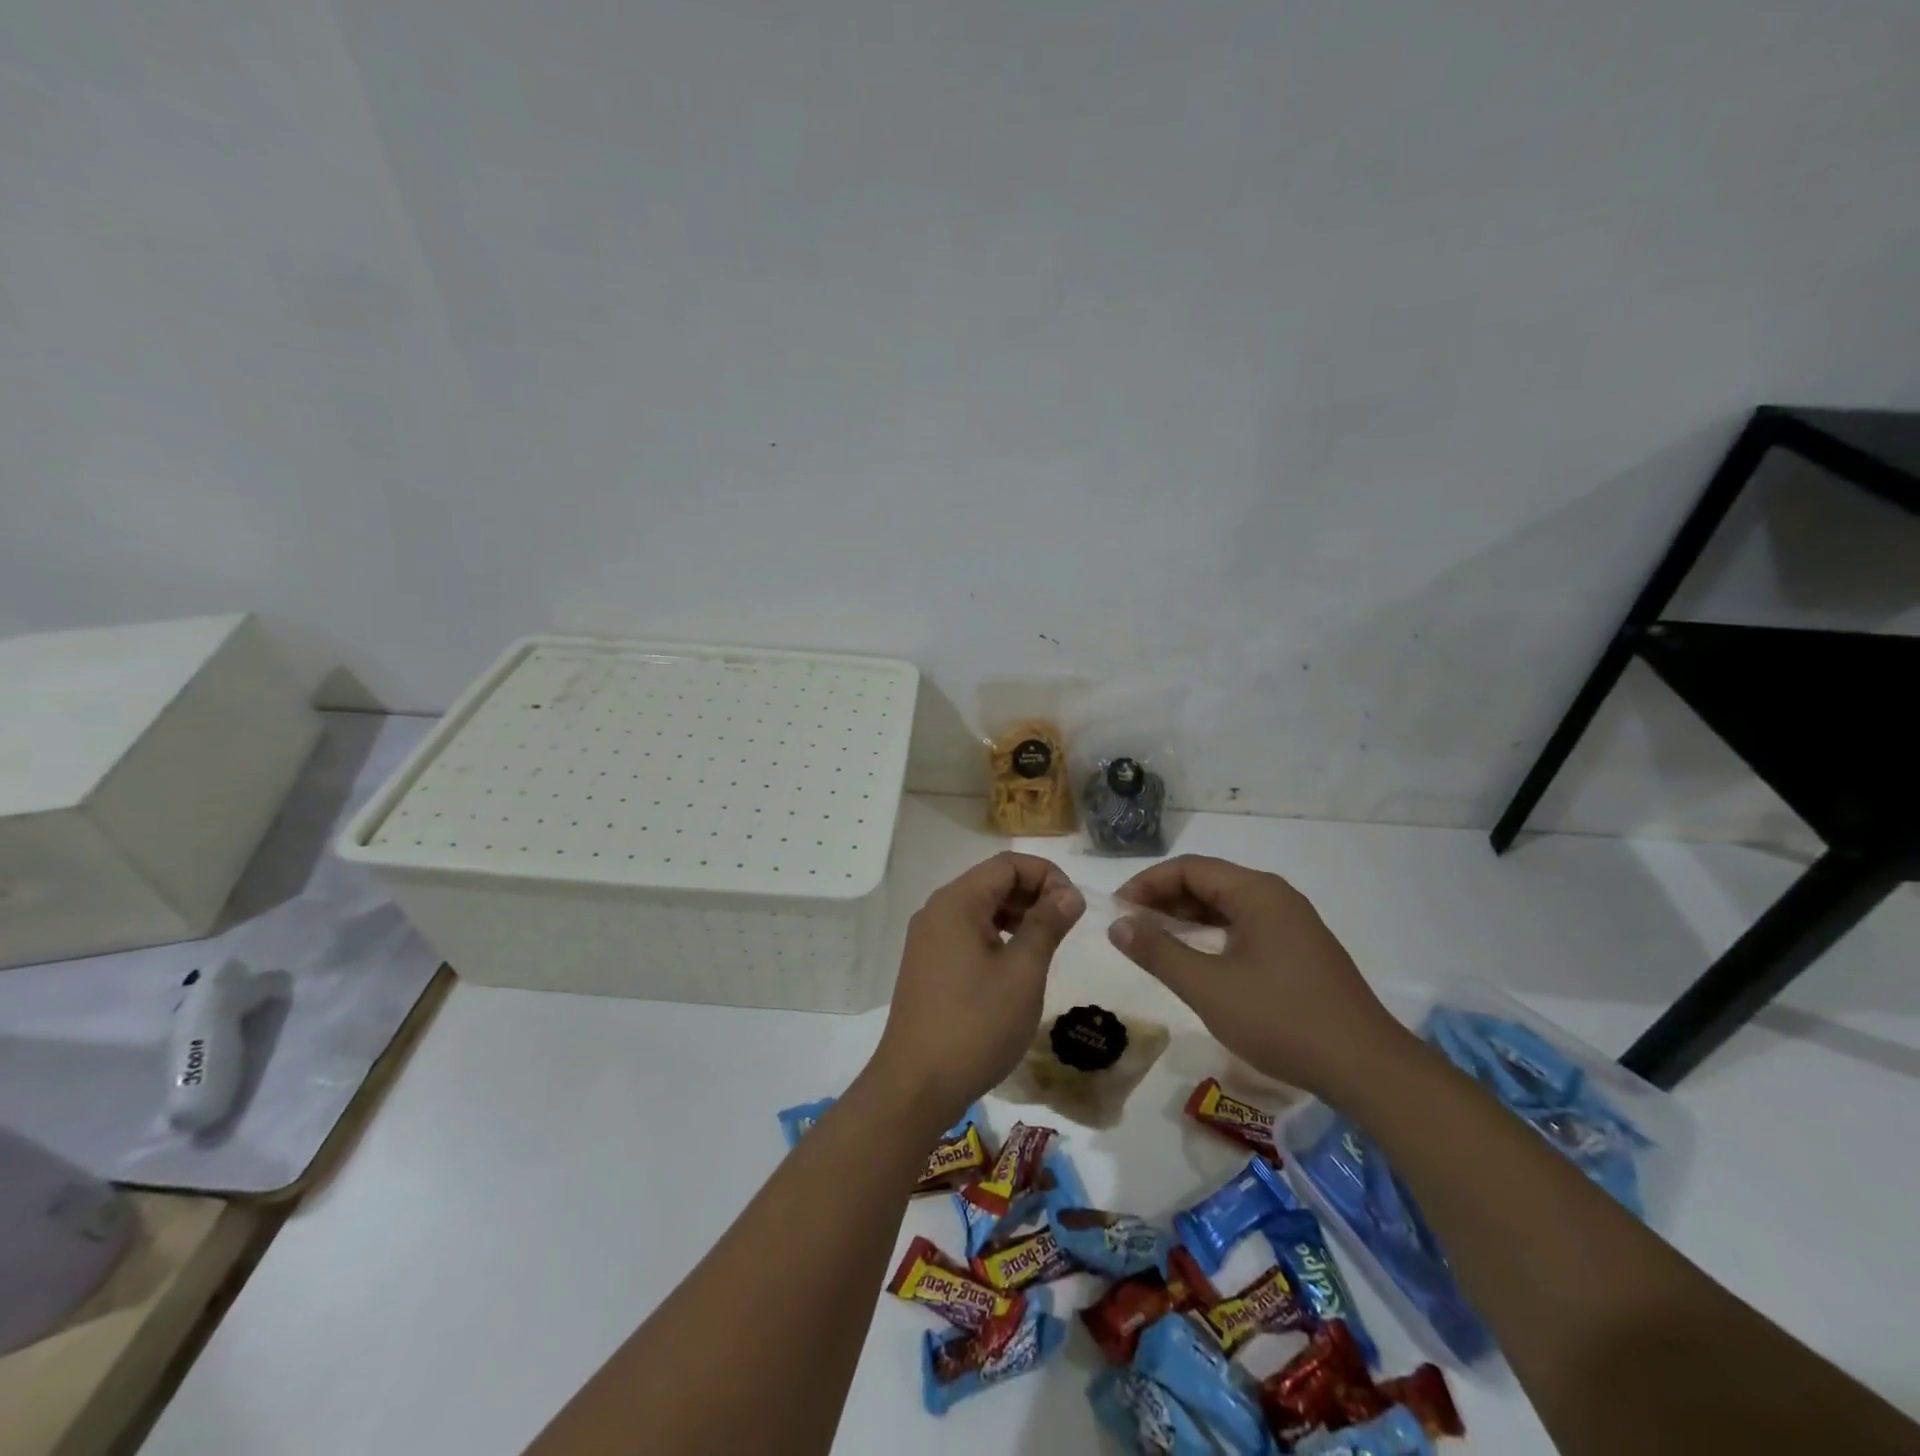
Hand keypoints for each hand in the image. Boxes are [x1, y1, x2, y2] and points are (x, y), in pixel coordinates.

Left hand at [867, 852, 1084, 1130]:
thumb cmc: (976, 1024)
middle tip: (1066, 926)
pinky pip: (966, 933)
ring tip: (1045, 945)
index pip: (1007, 864)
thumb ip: (1047, 924)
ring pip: (979, 908)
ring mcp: (927, 938)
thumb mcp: (1022, 972)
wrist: (916, 1084)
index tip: (1075, 906)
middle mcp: (937, 910)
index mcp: (957, 902)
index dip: (1047, 874)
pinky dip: (996, 936)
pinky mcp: (926, 964)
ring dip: (1016, 916)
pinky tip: (1015, 964)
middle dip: (1033, 894)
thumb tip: (1069, 892)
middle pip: (991, 882)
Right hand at [1108, 855, 1408, 1098]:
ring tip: (1154, 942)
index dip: (1147, 884)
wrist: (1367, 1068)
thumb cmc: (1281, 1019)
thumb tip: (1118, 925)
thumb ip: (1158, 952)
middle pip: (1208, 882)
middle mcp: (1276, 897)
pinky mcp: (1299, 951)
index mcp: (1257, 893)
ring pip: (1226, 907)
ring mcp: (1292, 925)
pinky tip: (1196, 960)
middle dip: (1164, 900)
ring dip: (1186, 918)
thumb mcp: (1208, 987)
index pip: (1189, 868)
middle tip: (1130, 927)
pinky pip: (1244, 928)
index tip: (1117, 911)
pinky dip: (1212, 935)